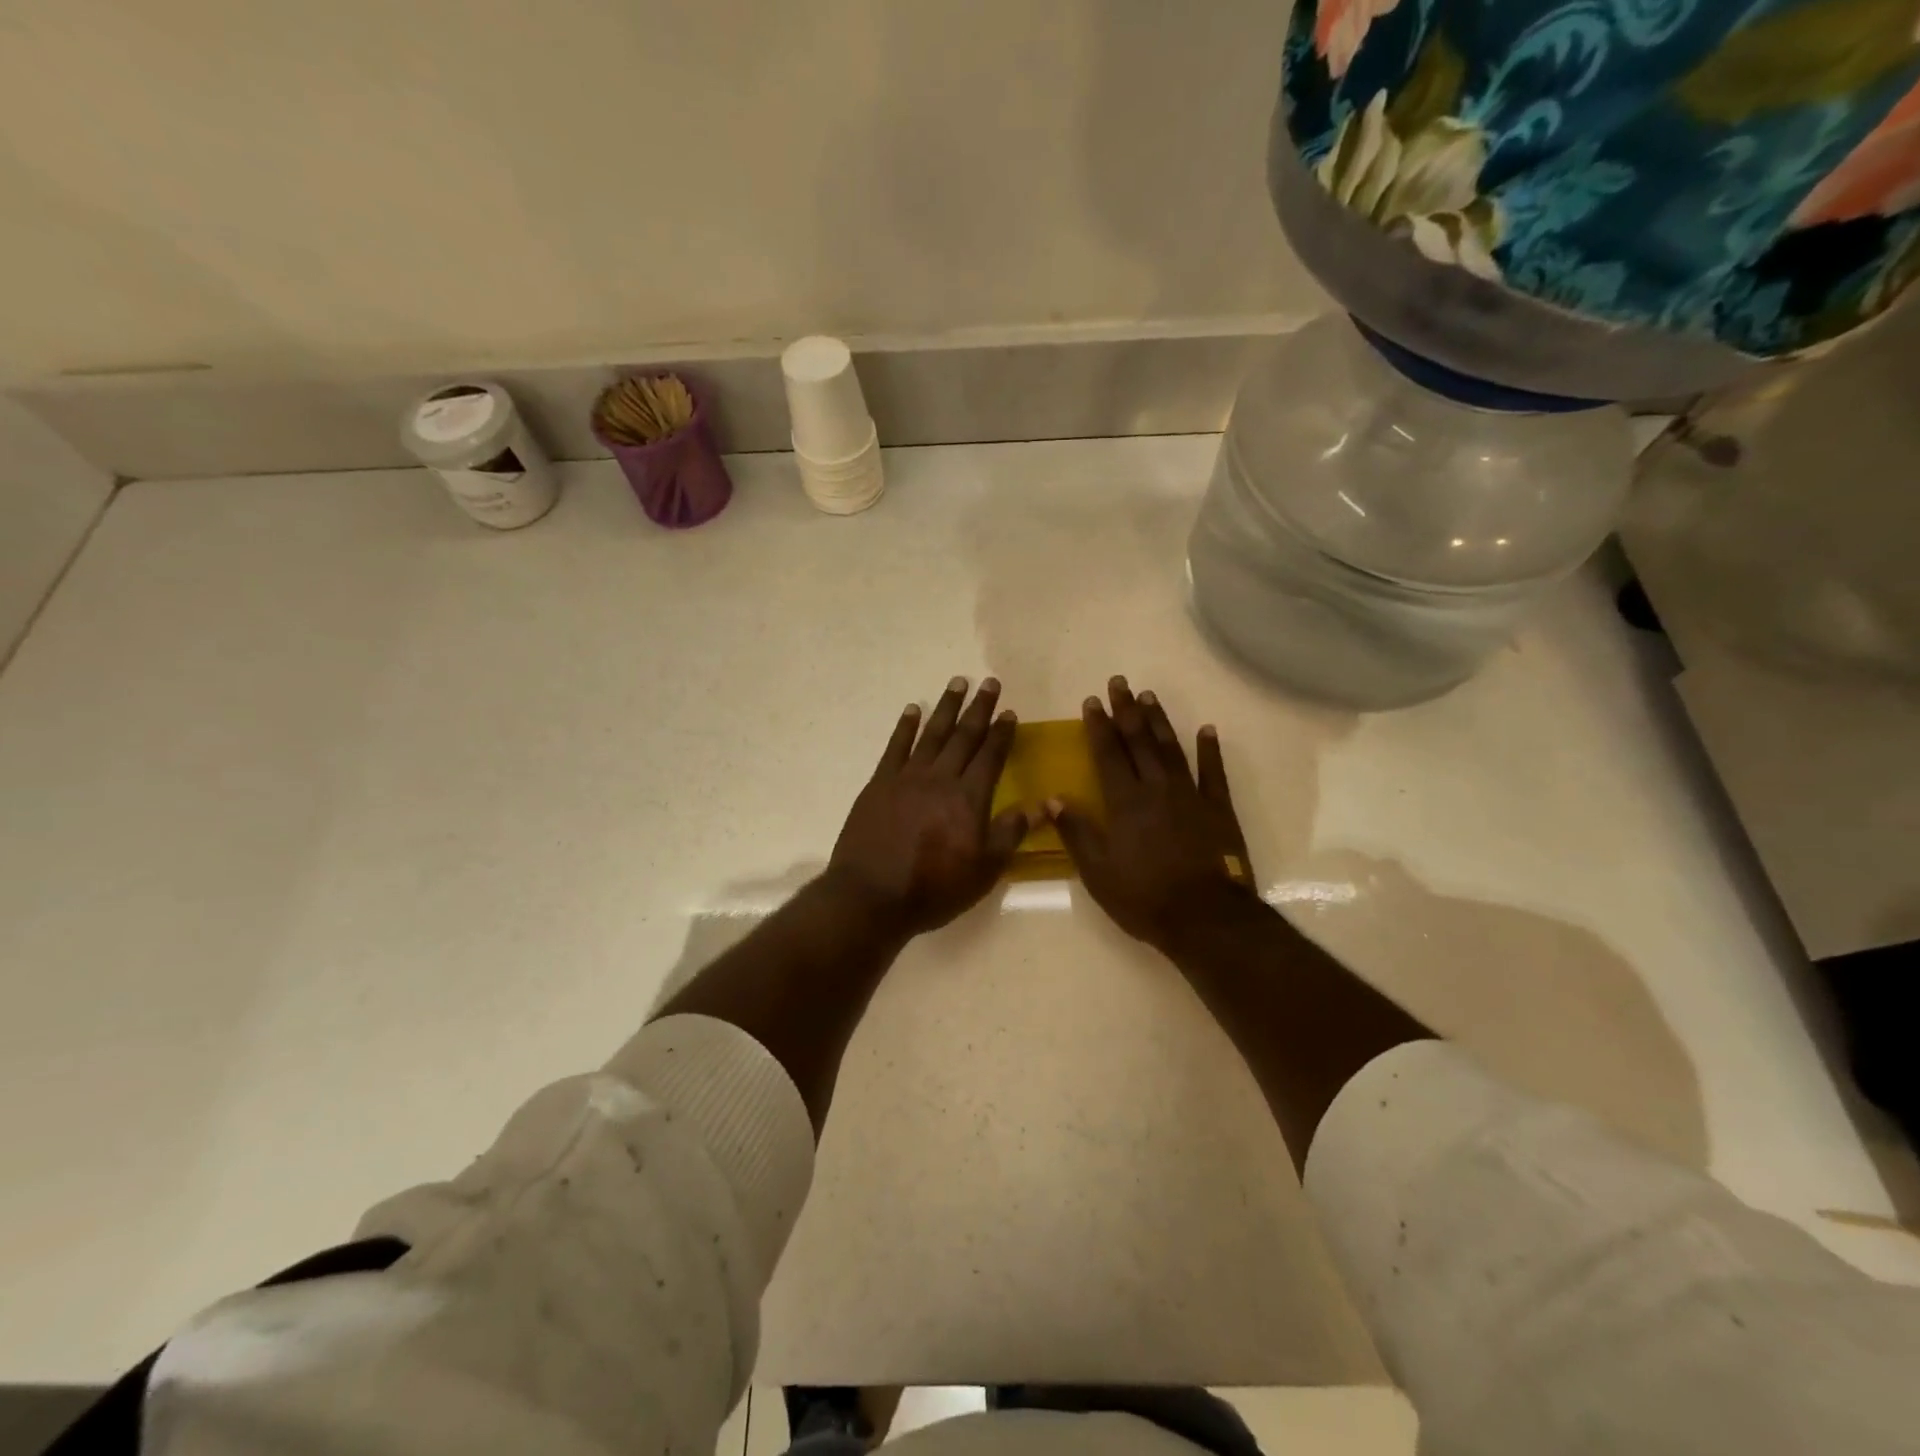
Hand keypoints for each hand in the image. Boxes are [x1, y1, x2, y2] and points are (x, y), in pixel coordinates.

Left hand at [827, 677, 1030, 936]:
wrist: (871, 896)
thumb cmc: (934, 888)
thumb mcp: (984, 869)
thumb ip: (1012, 832)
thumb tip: (1046, 803)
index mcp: (969, 798)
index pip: (991, 756)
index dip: (1002, 733)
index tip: (1009, 712)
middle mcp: (940, 778)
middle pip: (964, 736)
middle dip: (979, 709)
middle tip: (990, 683)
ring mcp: (907, 777)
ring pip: (932, 733)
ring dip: (947, 707)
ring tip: (958, 683)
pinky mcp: (879, 783)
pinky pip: (896, 746)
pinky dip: (906, 726)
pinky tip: (913, 709)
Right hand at [1048, 676, 1258, 952]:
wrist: (1205, 918)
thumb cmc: (1143, 897)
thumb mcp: (1097, 872)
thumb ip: (1076, 832)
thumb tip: (1053, 798)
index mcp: (1125, 802)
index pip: (1108, 754)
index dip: (1098, 726)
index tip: (1092, 701)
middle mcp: (1156, 788)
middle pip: (1139, 741)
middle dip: (1126, 710)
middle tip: (1120, 683)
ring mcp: (1191, 795)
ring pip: (1171, 748)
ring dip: (1159, 721)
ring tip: (1149, 696)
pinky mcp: (1218, 809)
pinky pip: (1214, 772)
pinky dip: (1210, 749)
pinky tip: (1207, 729)